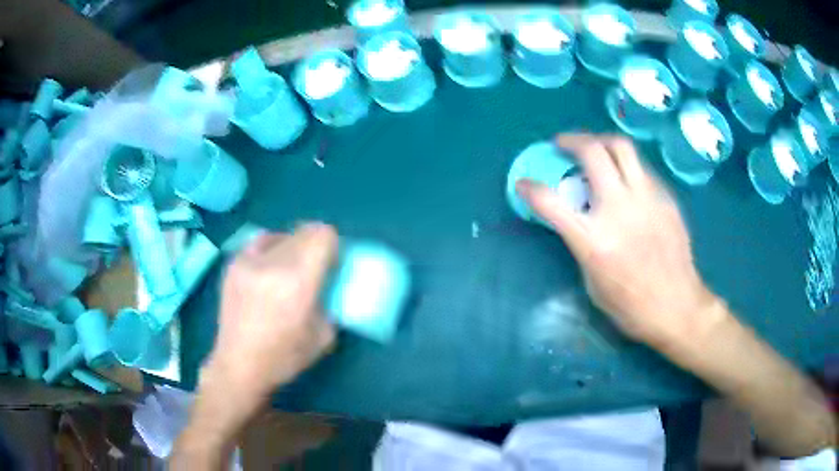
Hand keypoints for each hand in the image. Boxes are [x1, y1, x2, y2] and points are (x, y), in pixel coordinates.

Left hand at [203, 223, 337, 403]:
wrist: (239, 364)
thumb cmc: (284, 357)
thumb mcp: (324, 335)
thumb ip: (331, 301)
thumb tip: (330, 283)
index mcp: (298, 280)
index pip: (322, 235)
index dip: (333, 246)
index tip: (331, 264)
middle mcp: (272, 262)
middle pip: (304, 231)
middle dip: (314, 246)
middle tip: (313, 269)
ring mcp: (249, 260)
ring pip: (282, 234)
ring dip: (293, 247)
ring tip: (288, 270)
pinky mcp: (234, 263)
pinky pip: (260, 242)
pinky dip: (272, 248)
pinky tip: (269, 269)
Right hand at [517, 134, 724, 349]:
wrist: (677, 306)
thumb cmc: (630, 306)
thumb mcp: (592, 281)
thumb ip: (581, 243)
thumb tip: (577, 218)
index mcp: (594, 240)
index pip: (550, 202)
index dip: (530, 188)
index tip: (524, 184)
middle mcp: (619, 210)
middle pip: (592, 152)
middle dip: (570, 141)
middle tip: (562, 145)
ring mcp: (646, 199)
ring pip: (622, 147)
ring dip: (601, 142)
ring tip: (595, 149)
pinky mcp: (666, 198)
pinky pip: (642, 168)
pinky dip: (626, 167)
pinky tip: (625, 181)